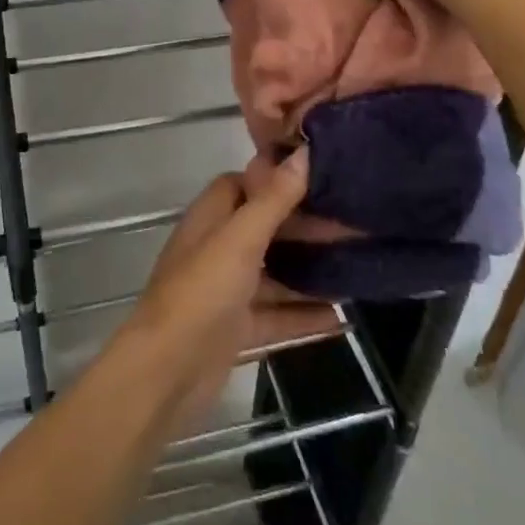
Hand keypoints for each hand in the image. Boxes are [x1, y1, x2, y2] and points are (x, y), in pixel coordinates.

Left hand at [123, 152, 338, 426]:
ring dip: (309, 273)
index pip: (241, 185)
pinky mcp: (236, 330)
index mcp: (210, 219)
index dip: (275, 180)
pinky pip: (276, 316)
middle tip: (352, 226)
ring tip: (357, 268)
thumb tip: (304, 152)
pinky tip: (342, 320)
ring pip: (273, 275)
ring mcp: (226, 292)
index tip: (318, 179)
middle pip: (264, 230)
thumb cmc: (202, 292)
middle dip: (303, 228)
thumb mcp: (240, 239)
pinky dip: (304, 316)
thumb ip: (274, 199)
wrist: (168, 371)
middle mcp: (216, 250)